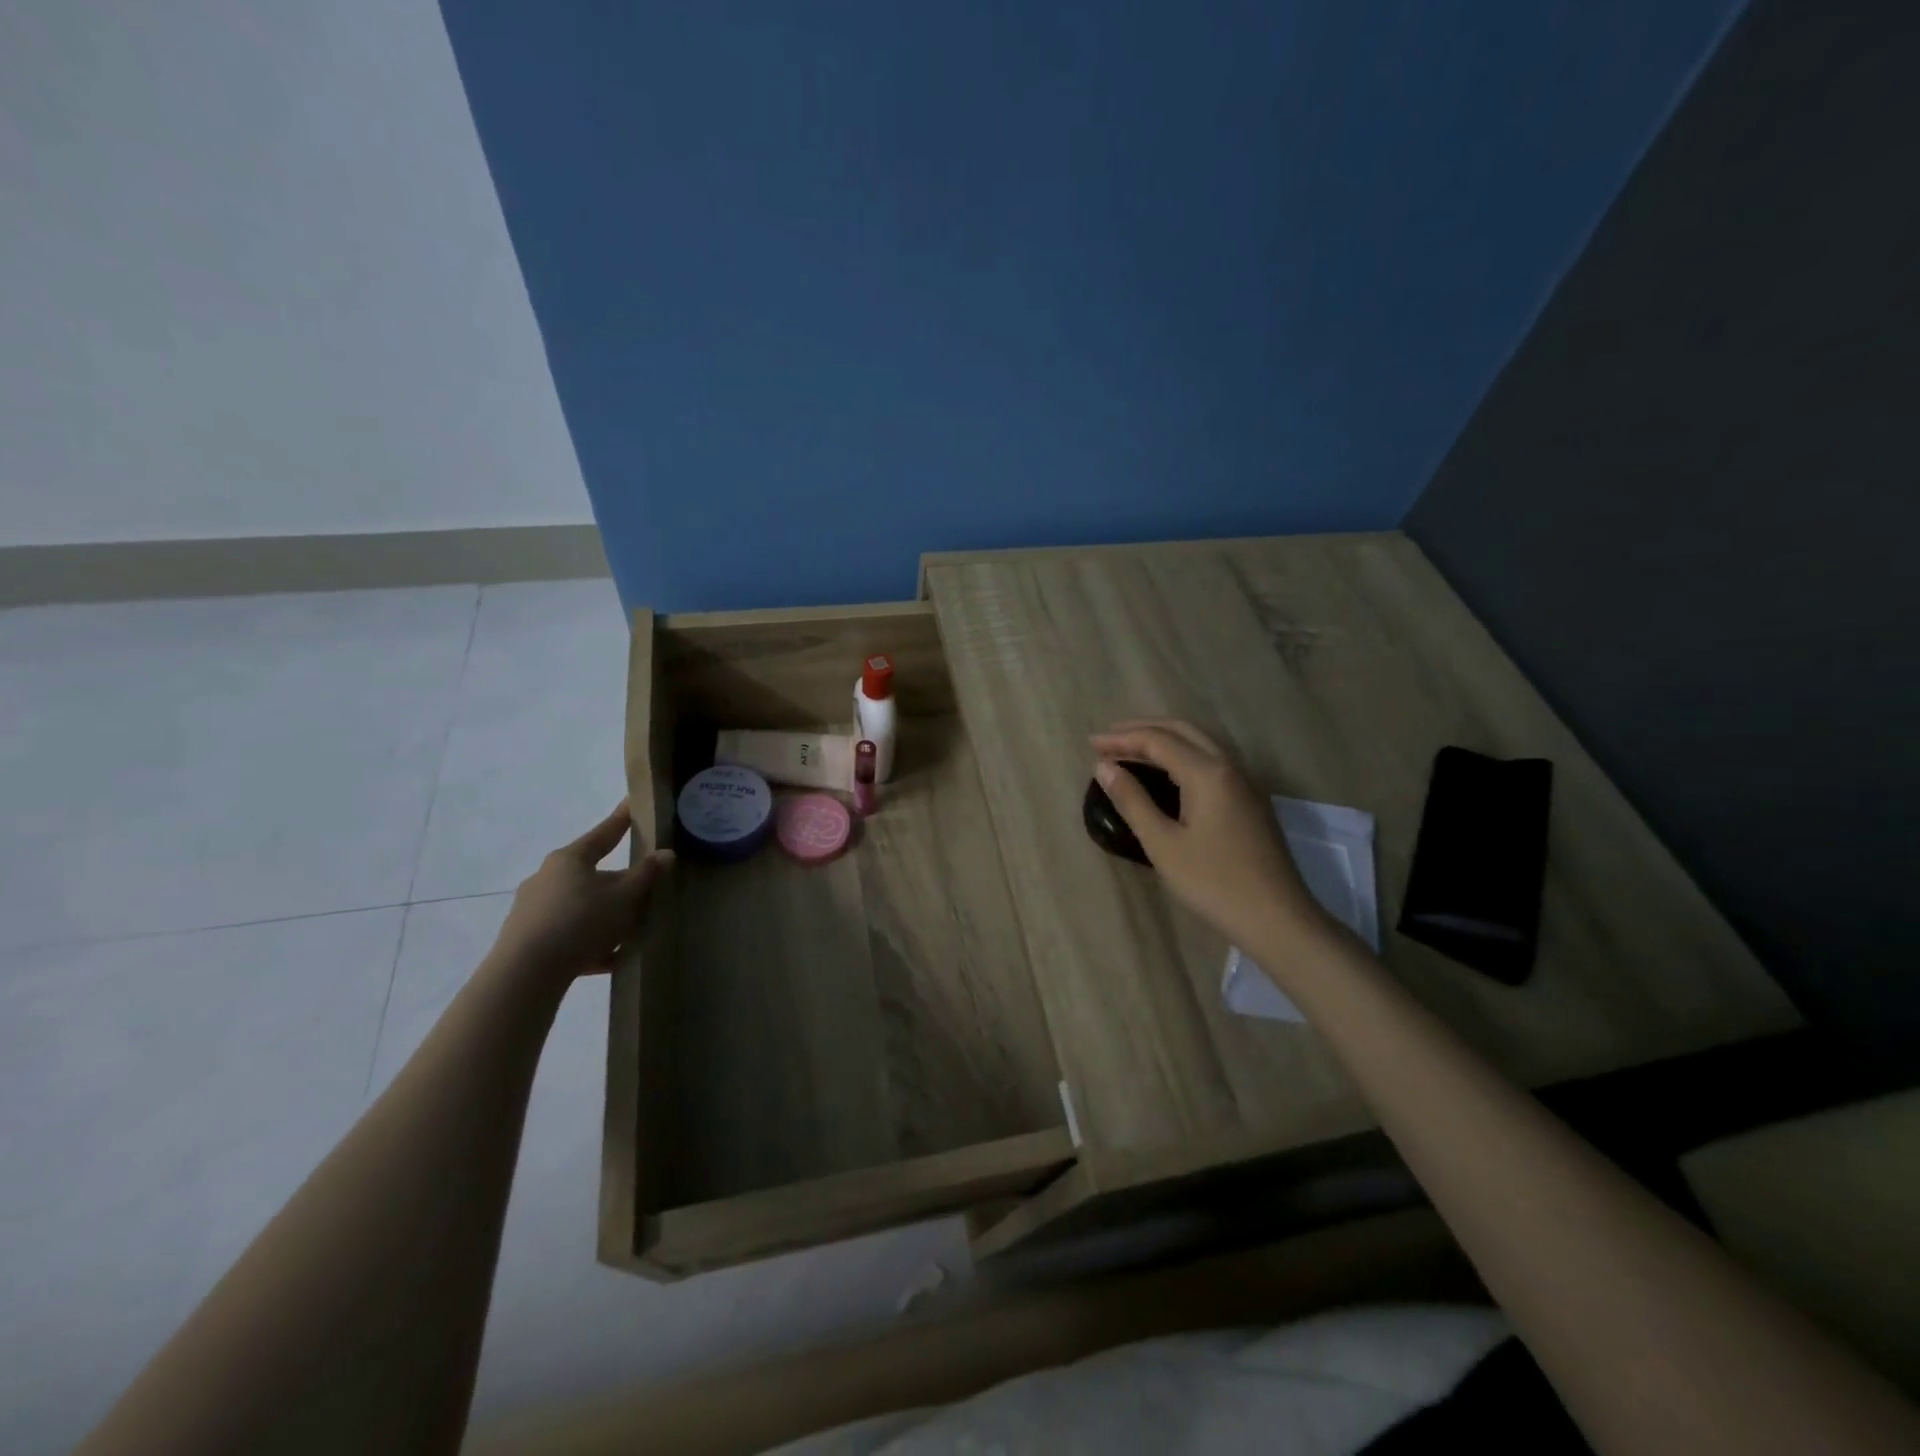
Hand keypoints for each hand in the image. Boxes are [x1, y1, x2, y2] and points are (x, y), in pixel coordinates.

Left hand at [490, 802, 672, 985]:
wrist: (525, 974)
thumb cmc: (580, 922)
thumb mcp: (625, 897)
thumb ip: (647, 875)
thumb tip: (666, 854)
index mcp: (569, 860)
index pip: (603, 834)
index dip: (621, 820)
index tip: (631, 804)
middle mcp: (547, 878)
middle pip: (592, 874)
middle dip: (618, 882)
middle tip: (643, 889)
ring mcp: (534, 909)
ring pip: (581, 906)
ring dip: (606, 916)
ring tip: (631, 932)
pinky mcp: (529, 939)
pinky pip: (569, 934)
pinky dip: (591, 942)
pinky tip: (612, 958)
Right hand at [1091, 720, 1330, 951]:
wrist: (1276, 918)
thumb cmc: (1213, 882)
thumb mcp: (1163, 844)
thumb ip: (1132, 801)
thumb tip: (1104, 767)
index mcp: (1208, 773)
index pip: (1158, 740)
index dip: (1122, 740)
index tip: (1090, 745)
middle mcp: (1229, 767)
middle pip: (1183, 731)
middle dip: (1143, 730)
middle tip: (1109, 739)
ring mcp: (1244, 783)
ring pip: (1200, 744)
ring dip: (1164, 741)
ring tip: (1131, 751)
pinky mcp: (1249, 801)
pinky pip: (1211, 762)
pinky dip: (1181, 756)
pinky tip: (1165, 774)